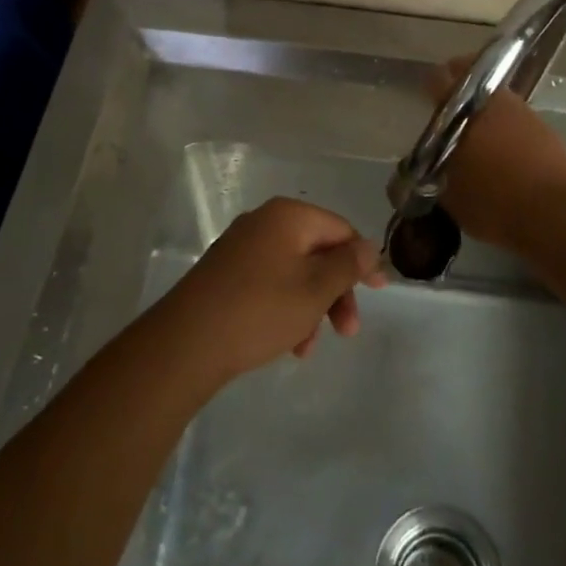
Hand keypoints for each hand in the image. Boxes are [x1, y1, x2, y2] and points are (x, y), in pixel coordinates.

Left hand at [157, 197, 385, 384]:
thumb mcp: (315, 289)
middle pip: (317, 252)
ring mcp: (242, 248)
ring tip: (307, 348)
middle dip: (336, 292)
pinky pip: (270, 284)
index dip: (362, 260)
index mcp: (288, 216)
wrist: (186, 342)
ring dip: (311, 308)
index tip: (380, 291)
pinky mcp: (226, 273)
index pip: (340, 229)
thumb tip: (368, 246)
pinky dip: (286, 309)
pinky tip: (287, 344)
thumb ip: (347, 265)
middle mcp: (264, 223)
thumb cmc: (260, 309)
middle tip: (347, 330)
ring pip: (294, 273)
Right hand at [429, 59, 565, 252]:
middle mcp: (494, 102)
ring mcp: (524, 113)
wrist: (554, 213)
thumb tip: (432, 165)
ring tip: (479, 135)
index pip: (439, 81)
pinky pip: (518, 122)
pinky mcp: (546, 130)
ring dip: (488, 111)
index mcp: (463, 111)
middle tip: (453, 111)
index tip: (429, 95)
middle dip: (462, 93)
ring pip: (499, 102)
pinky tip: (504, 152)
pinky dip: (508, 130)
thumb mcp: (450, 195)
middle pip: (474, 83)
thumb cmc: (493, 202)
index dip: (433, 85)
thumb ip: (436, 172)